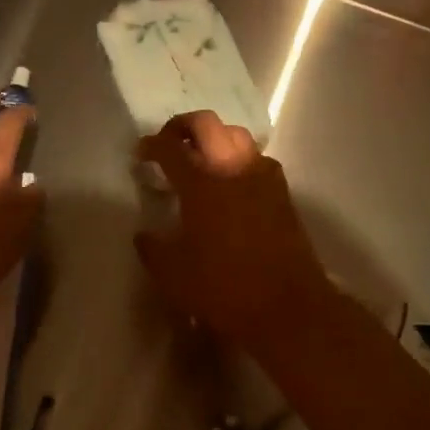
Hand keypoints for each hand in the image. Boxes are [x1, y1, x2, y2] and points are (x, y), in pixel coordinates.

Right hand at [133, 111, 334, 347]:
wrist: (288, 306)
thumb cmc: (224, 288)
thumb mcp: (173, 276)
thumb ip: (153, 249)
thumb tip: (144, 234)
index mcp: (201, 184)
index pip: (170, 148)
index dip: (151, 145)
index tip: (141, 153)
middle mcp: (232, 169)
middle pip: (206, 124)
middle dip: (182, 126)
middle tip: (168, 142)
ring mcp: (262, 177)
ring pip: (236, 135)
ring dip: (214, 138)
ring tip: (201, 159)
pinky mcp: (282, 192)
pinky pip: (257, 159)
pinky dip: (239, 159)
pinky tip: (233, 182)